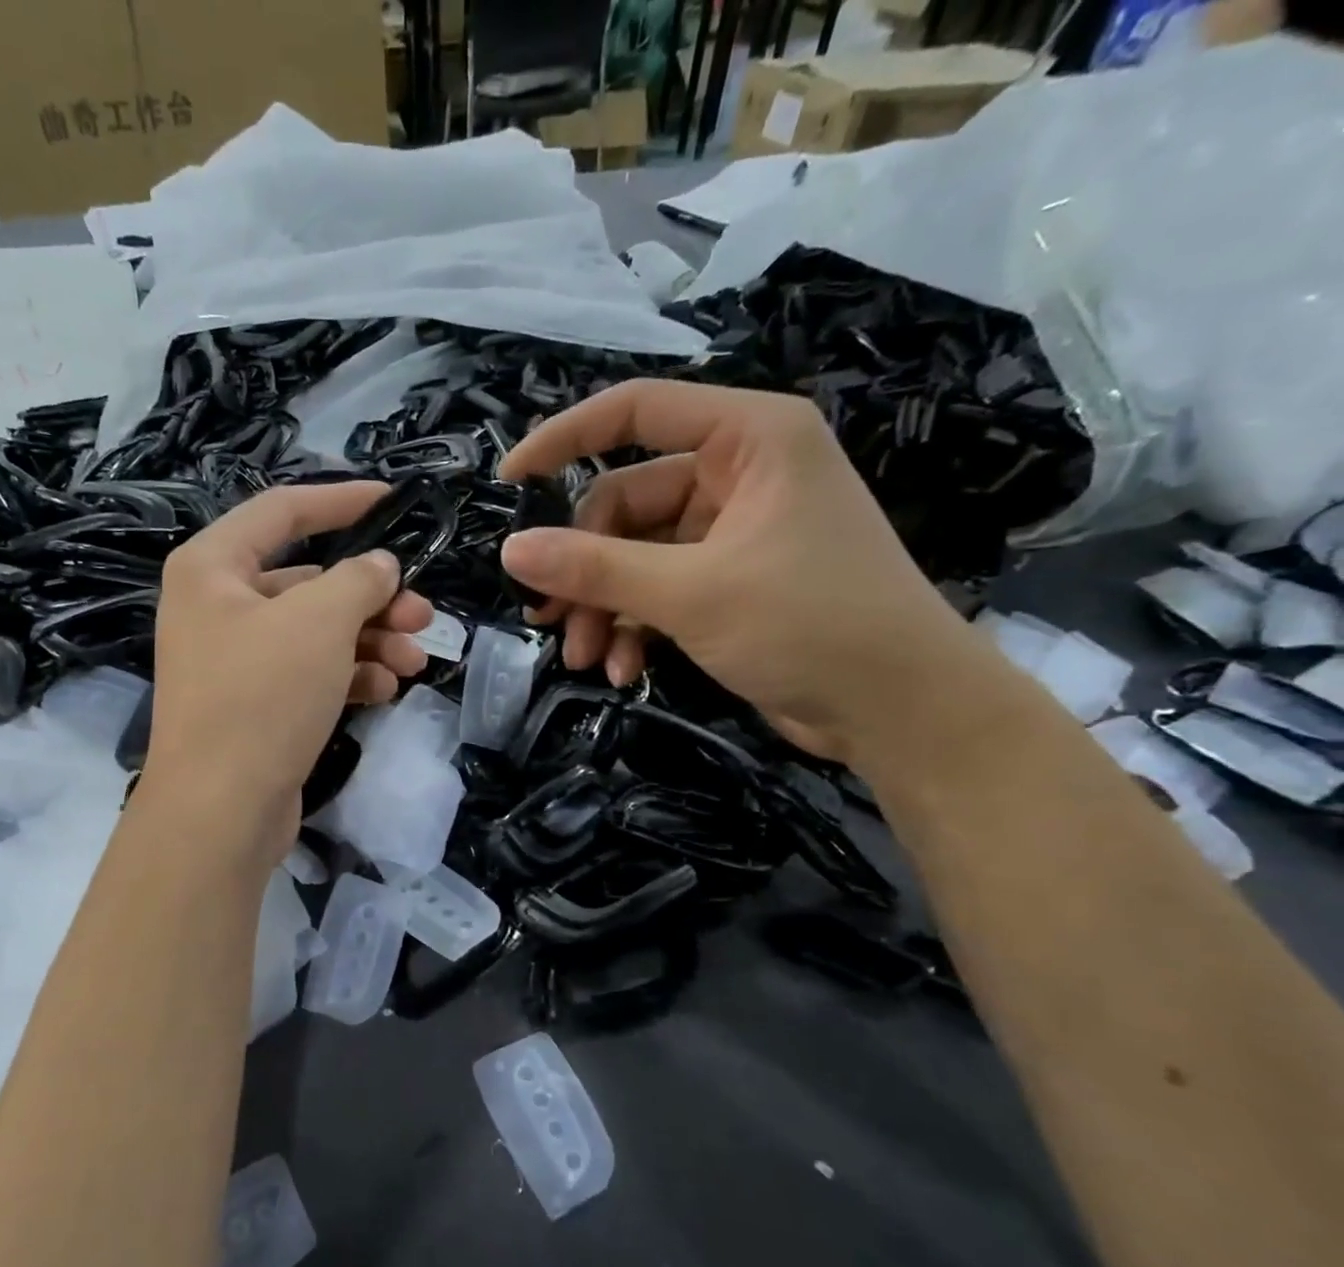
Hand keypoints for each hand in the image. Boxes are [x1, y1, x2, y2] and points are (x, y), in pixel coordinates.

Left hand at [143, 482, 433, 863]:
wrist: (220, 809)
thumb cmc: (262, 695)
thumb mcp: (319, 622)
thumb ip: (358, 580)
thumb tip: (380, 567)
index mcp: (212, 567)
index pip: (282, 512)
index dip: (341, 500)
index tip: (393, 501)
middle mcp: (218, 606)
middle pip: (309, 582)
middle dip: (371, 597)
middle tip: (423, 613)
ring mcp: (236, 660)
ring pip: (316, 632)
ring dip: (370, 640)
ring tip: (416, 659)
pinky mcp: (256, 706)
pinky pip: (310, 673)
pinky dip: (350, 675)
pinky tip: (387, 687)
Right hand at [499, 380, 994, 763]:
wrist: (900, 713)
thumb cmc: (809, 626)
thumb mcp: (691, 594)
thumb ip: (595, 569)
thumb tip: (511, 550)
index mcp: (749, 438)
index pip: (637, 410)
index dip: (565, 439)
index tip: (508, 479)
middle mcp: (741, 473)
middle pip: (626, 503)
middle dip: (585, 569)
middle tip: (549, 622)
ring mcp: (735, 530)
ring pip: (636, 555)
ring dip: (603, 607)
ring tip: (584, 659)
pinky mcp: (731, 581)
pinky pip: (659, 588)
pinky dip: (634, 626)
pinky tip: (623, 670)